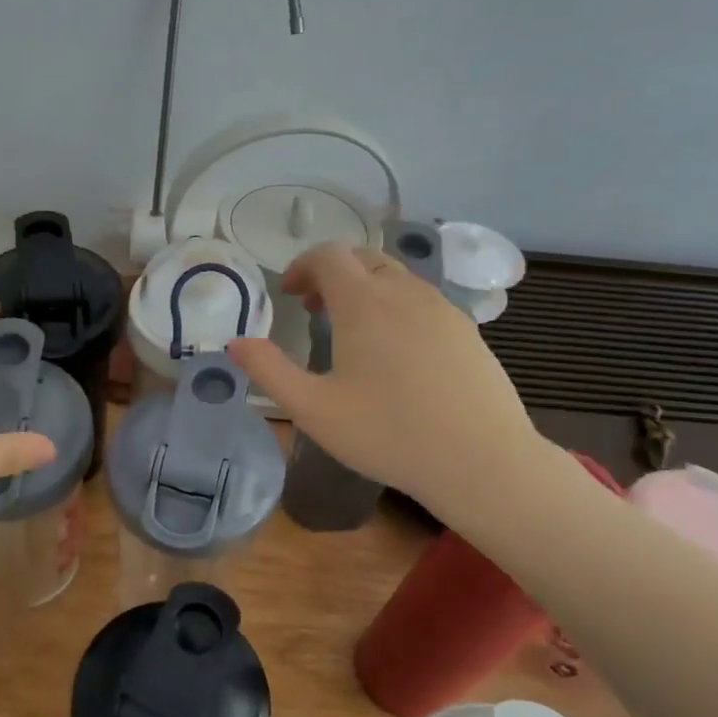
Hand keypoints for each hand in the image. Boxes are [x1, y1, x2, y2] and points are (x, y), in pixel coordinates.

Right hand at [226, 245, 543, 511]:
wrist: (481, 461)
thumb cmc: (388, 434)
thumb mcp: (312, 409)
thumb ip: (269, 370)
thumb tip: (236, 343)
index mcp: (364, 303)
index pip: (329, 255)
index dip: (303, 266)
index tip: (289, 293)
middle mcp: (405, 292)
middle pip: (364, 258)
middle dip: (333, 273)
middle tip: (314, 307)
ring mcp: (443, 309)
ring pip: (397, 277)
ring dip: (365, 288)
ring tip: (351, 329)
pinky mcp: (467, 331)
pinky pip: (423, 300)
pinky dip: (396, 305)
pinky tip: (396, 351)